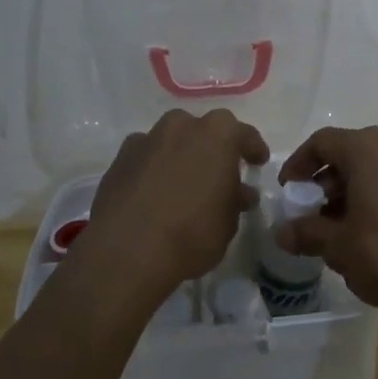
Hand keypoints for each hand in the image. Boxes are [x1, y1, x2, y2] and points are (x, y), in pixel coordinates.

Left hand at [85, 109, 268, 301]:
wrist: (127, 251)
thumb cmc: (191, 234)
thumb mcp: (228, 224)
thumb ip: (235, 201)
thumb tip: (240, 193)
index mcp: (217, 135)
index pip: (243, 133)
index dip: (253, 148)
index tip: (258, 162)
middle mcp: (181, 126)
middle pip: (203, 130)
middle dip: (213, 148)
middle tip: (218, 172)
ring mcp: (146, 139)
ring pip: (171, 140)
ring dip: (180, 155)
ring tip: (184, 182)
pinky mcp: (119, 159)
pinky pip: (145, 157)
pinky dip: (153, 168)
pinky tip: (154, 191)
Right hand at [276, 126, 377, 317]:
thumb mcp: (339, 247)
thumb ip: (307, 233)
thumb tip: (281, 232)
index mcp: (367, 149)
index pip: (322, 142)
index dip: (299, 164)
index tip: (289, 192)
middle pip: (349, 153)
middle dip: (325, 182)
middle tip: (311, 214)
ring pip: (373, 168)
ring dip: (350, 191)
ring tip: (338, 228)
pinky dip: (375, 197)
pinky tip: (370, 232)